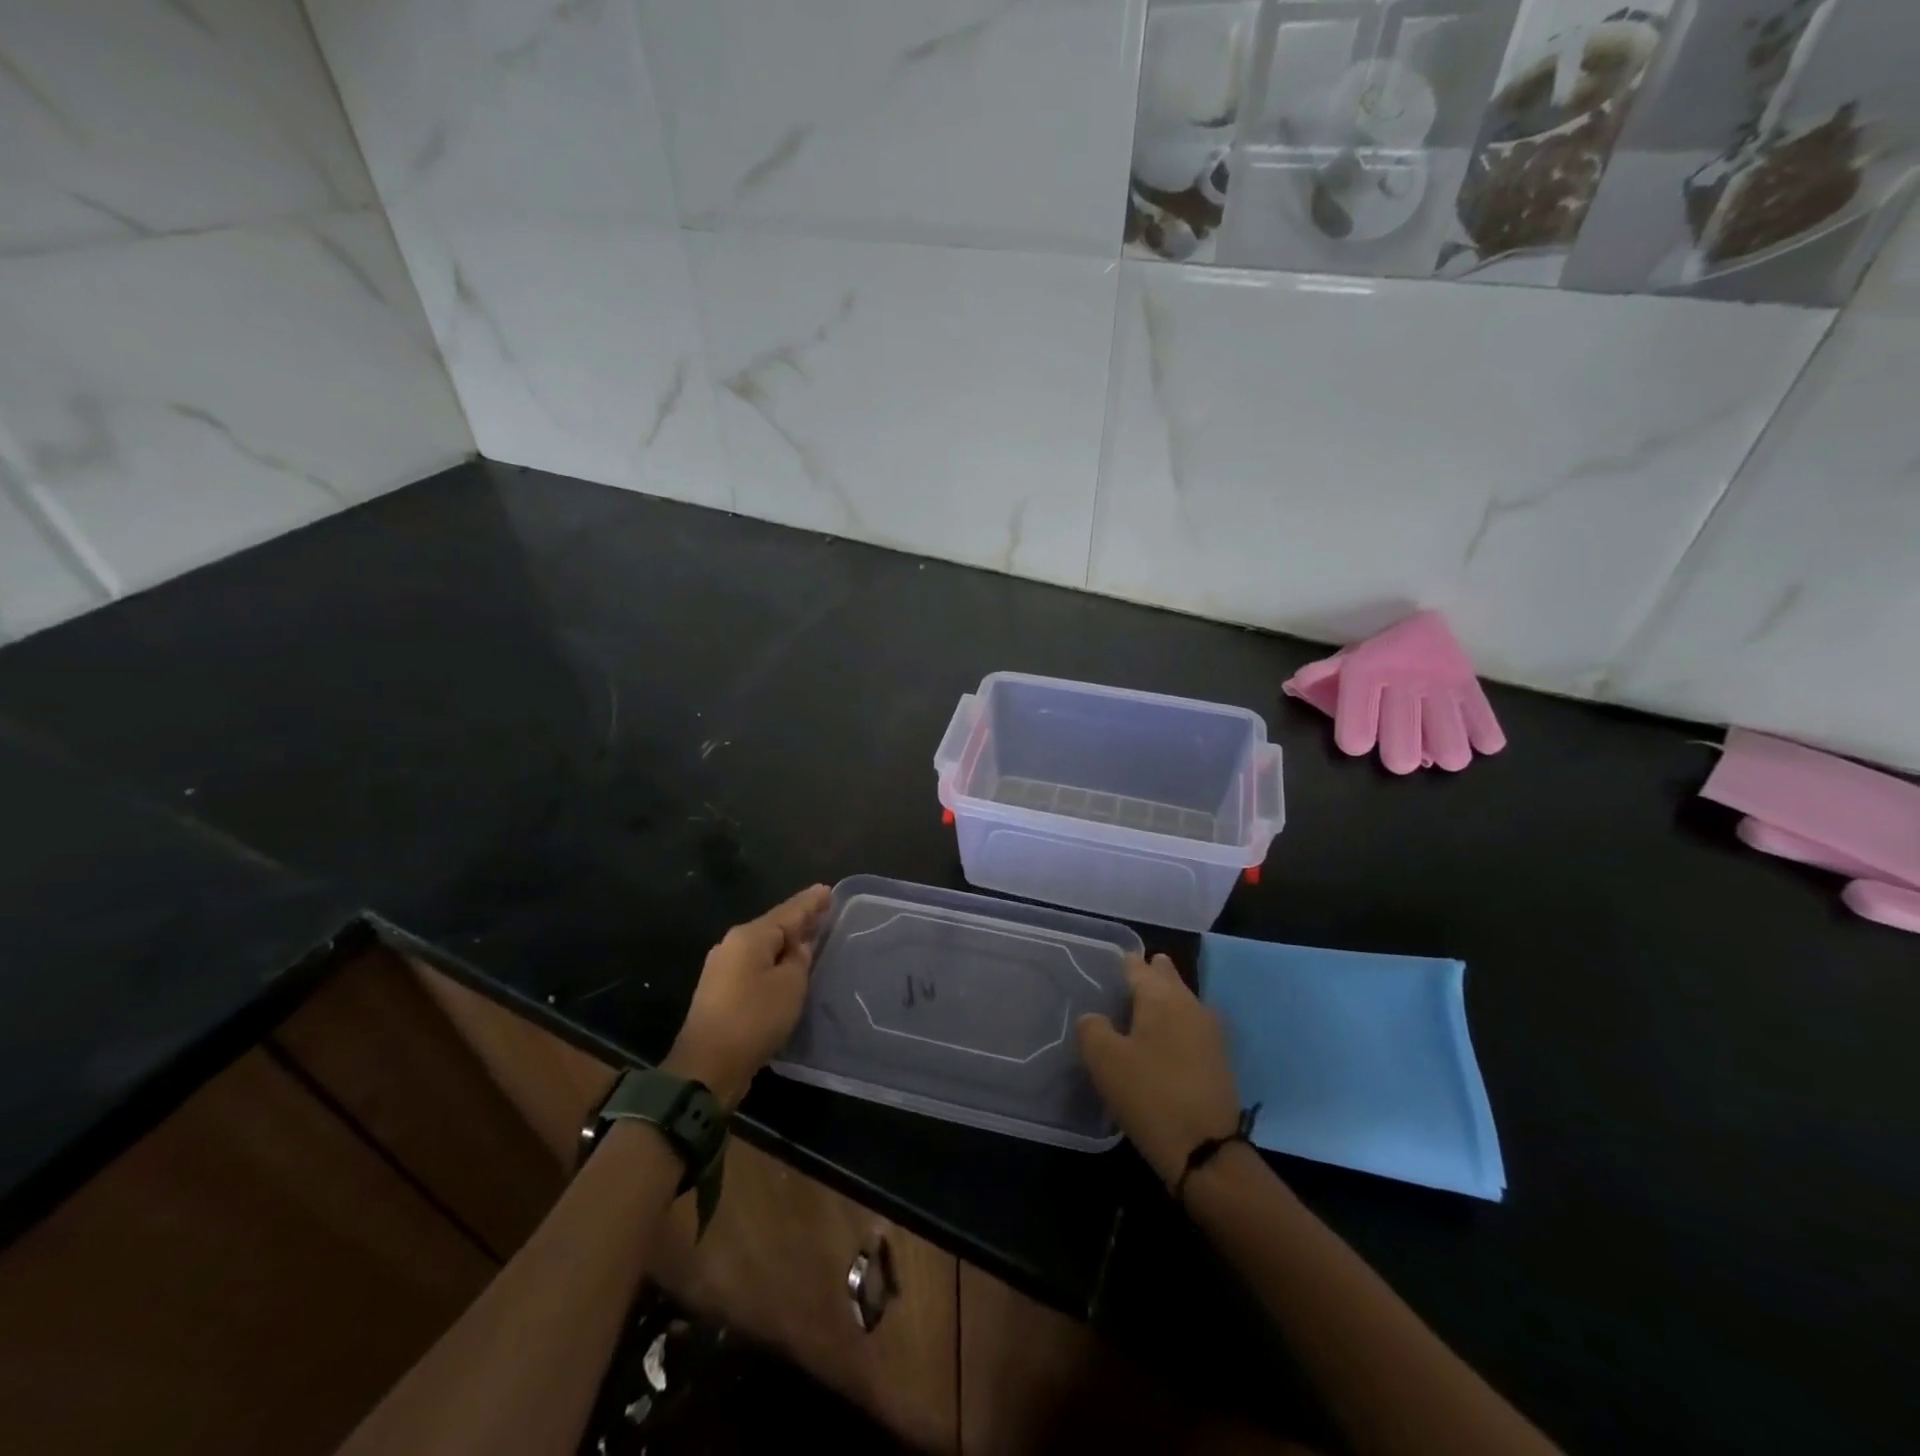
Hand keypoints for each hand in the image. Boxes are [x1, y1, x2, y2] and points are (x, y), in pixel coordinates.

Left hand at [664, 884, 831, 1108]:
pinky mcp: (720, 993)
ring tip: (811, 938)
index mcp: (749, 937)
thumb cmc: (753, 1019)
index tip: (828, 890)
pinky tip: (788, 967)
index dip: (810, 902)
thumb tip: (796, 948)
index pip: (788, 912)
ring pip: (763, 948)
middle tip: (824, 911)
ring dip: (786, 943)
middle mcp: (732, 946)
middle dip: (799, 920)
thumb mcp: (789, 986)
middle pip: (773, 926)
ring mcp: (723, 969)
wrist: (706, 1067)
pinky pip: (755, 966)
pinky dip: (774, 962)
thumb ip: (798, 960)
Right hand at [1076, 954, 1241, 1187]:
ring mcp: (1209, 1031)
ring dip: (1163, 1000)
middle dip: (1148, 973)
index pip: (1136, 966)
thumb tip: (1095, 1018)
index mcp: (1160, 996)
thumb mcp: (1104, 1060)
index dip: (1121, 963)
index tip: (1106, 965)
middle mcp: (1188, 1003)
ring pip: (1181, 1000)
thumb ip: (1091, 1028)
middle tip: (1126, 980)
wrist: (1206, 1149)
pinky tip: (1161, 1040)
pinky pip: (1190, 1025)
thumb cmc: (1149, 1094)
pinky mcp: (1218, 1058)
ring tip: (1140, 1008)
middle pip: (1165, 977)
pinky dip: (1175, 1024)